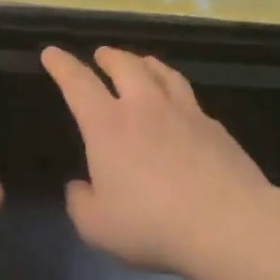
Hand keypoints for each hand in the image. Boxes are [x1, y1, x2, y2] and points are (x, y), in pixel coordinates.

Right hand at [41, 46, 269, 274]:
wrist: (227, 224)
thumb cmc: (151, 225)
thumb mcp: (96, 226)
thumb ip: (80, 202)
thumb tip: (80, 186)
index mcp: (108, 126)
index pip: (78, 83)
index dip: (62, 65)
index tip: (52, 52)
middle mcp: (145, 107)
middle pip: (125, 66)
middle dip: (109, 56)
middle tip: (101, 54)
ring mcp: (185, 113)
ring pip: (163, 73)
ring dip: (146, 63)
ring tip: (142, 62)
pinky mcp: (215, 127)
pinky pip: (189, 97)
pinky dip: (176, 90)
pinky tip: (180, 103)